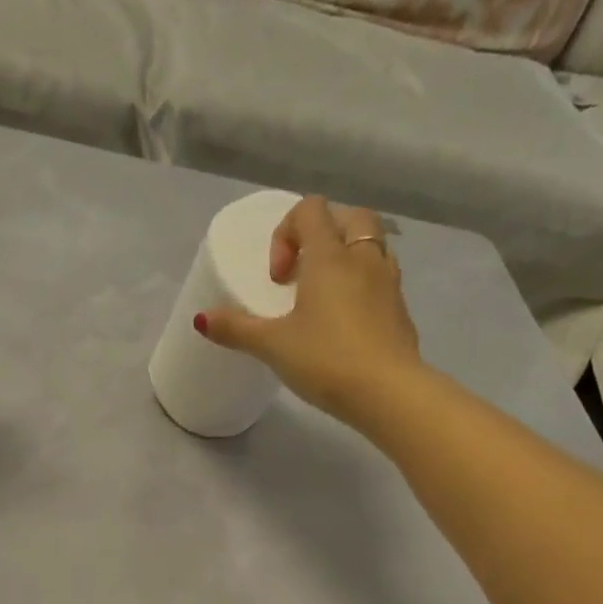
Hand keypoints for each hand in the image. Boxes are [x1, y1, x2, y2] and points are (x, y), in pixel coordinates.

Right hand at [198, 195, 426, 427]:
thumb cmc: (326, 360)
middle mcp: (364, 258)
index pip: (310, 210)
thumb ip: (237, 329)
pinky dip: (364, 285)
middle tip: (303, 274)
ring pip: (372, 246)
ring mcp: (389, 283)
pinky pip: (382, 279)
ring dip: (347, 258)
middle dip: (323, 234)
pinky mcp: (401, 310)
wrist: (388, 392)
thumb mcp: (273, 346)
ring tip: (325, 297)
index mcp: (330, 257)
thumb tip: (201, 319)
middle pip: (349, 217)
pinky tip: (347, 322)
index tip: (278, 279)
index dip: (286, 233)